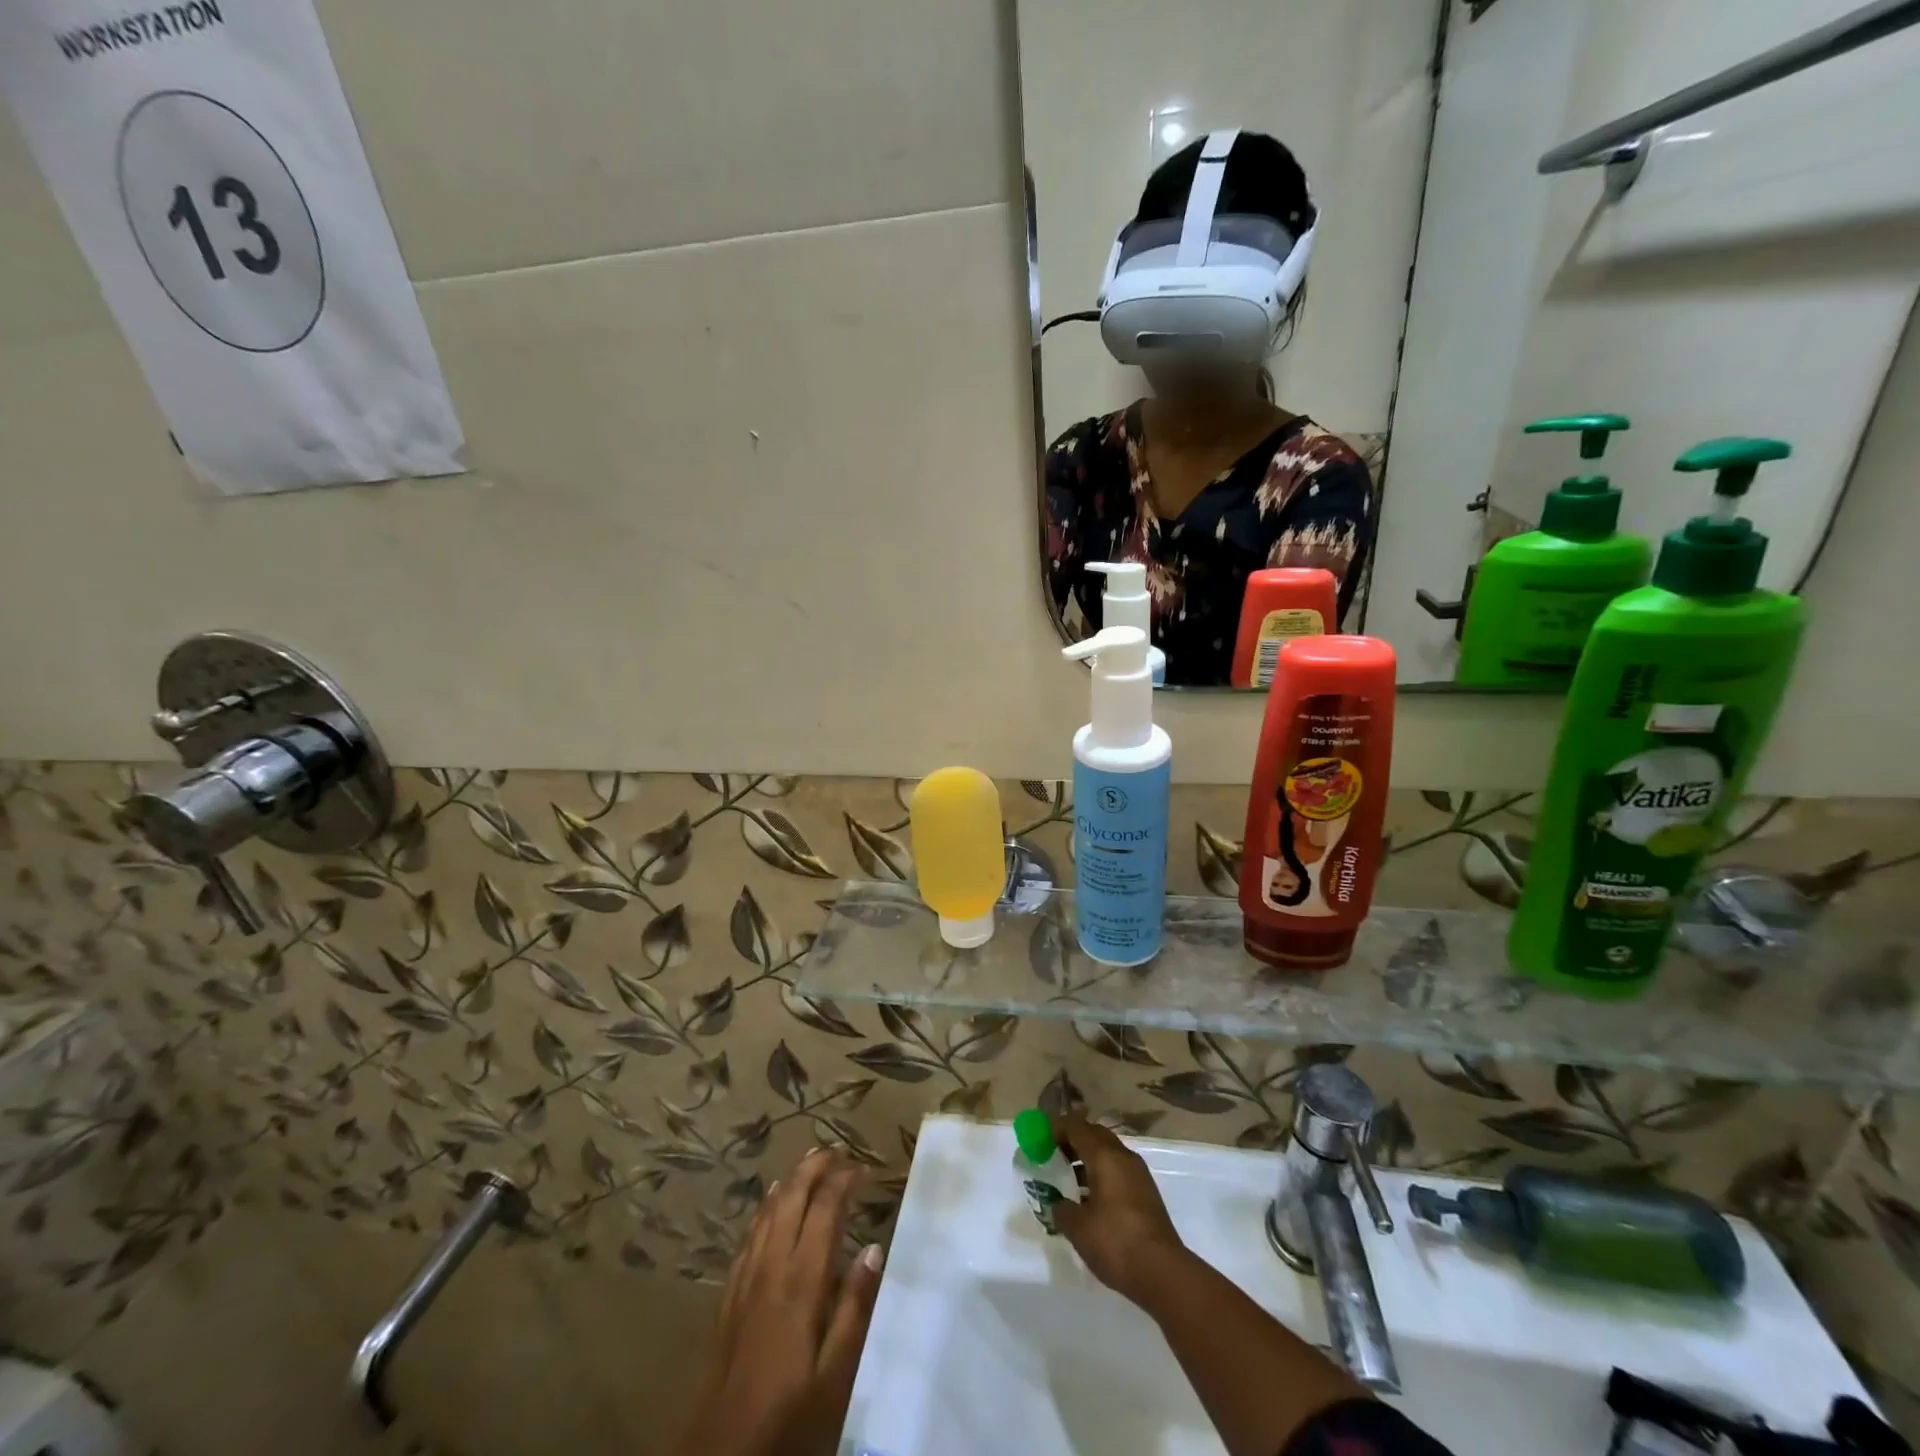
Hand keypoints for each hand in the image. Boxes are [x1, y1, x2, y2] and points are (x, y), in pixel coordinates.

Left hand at [677, 1148, 884, 1455]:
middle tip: (836, 1149)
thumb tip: (874, 1249)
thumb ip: (855, 1308)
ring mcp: (745, 1281)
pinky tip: (769, 1205)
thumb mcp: (835, 1374)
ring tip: (808, 1161)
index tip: (862, 1166)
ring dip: (789, 1181)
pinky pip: (748, 1238)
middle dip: (813, 1167)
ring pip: (767, 1213)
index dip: (842, 1181)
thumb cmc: (789, 1417)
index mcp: (802, 1282)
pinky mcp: (729, 1298)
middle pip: (791, 1199)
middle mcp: (771, 1269)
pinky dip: (764, 1210)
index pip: (824, 1211)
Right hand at [1051, 1114, 1189, 1306]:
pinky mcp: (1147, 1193)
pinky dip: (1102, 1174)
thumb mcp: (1078, 1228)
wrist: (1163, 1272)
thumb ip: (1062, 1209)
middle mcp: (1123, 1157)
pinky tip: (1091, 1199)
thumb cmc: (1115, 1242)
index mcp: (1105, 1156)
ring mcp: (1139, 1174)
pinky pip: (1118, 1170)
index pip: (1077, 1127)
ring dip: (1088, 1159)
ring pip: (1108, 1153)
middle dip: (1073, 1141)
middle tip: (1053, 1155)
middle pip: (1094, 1135)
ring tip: (1069, 1179)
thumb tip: (1058, 1204)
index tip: (1040, 1140)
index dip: (1056, 1129)